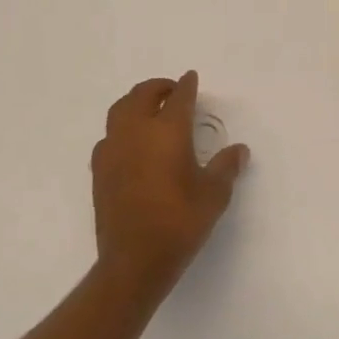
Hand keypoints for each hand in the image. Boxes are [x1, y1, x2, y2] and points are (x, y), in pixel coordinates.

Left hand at [90, 72, 248, 297]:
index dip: (187, 85)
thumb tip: (239, 150)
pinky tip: (131, 143)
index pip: (179, 98)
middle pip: (142, 95)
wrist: (134, 260)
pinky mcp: (99, 170)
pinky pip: (109, 136)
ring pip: (120, 111)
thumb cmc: (180, 223)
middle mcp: (136, 132)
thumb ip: (226, 167)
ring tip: (150, 110)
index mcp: (167, 132)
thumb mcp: (214, 195)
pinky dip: (121, 128)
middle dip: (158, 88)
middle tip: (172, 91)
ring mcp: (113, 150)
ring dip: (136, 103)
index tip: (191, 78)